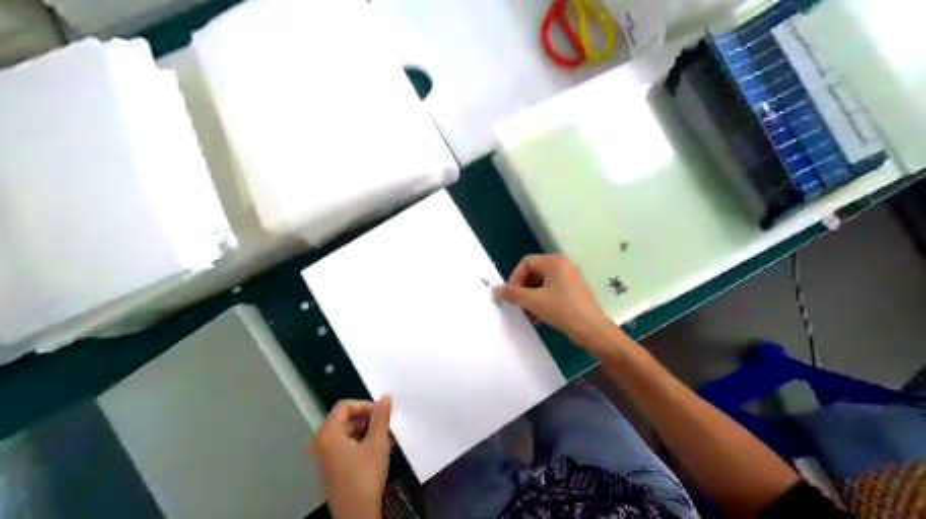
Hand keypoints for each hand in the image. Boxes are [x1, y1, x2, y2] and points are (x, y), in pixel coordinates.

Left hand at [314, 395, 393, 515]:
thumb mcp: (377, 442)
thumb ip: (381, 417)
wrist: (356, 514)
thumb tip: (385, 397)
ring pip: (347, 433)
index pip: (344, 406)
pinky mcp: (330, 468)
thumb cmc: (365, 476)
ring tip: (387, 438)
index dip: (365, 405)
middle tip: (386, 426)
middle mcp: (321, 442)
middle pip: (344, 419)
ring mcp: (324, 456)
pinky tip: (379, 450)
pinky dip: (361, 443)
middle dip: (368, 419)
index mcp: (327, 433)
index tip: (382, 413)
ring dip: (367, 432)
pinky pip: (345, 446)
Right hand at [496, 254, 617, 351]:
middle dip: (522, 289)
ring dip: (531, 297)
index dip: (515, 277)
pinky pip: (552, 291)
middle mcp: (563, 266)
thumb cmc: (562, 309)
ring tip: (526, 314)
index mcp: (554, 262)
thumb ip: (513, 294)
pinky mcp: (574, 292)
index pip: (526, 262)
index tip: (511, 295)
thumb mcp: (534, 301)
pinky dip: (542, 301)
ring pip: (542, 284)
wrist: (592, 329)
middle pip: (534, 272)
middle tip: (517, 305)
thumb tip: (495, 290)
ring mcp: (570, 279)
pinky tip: (537, 318)